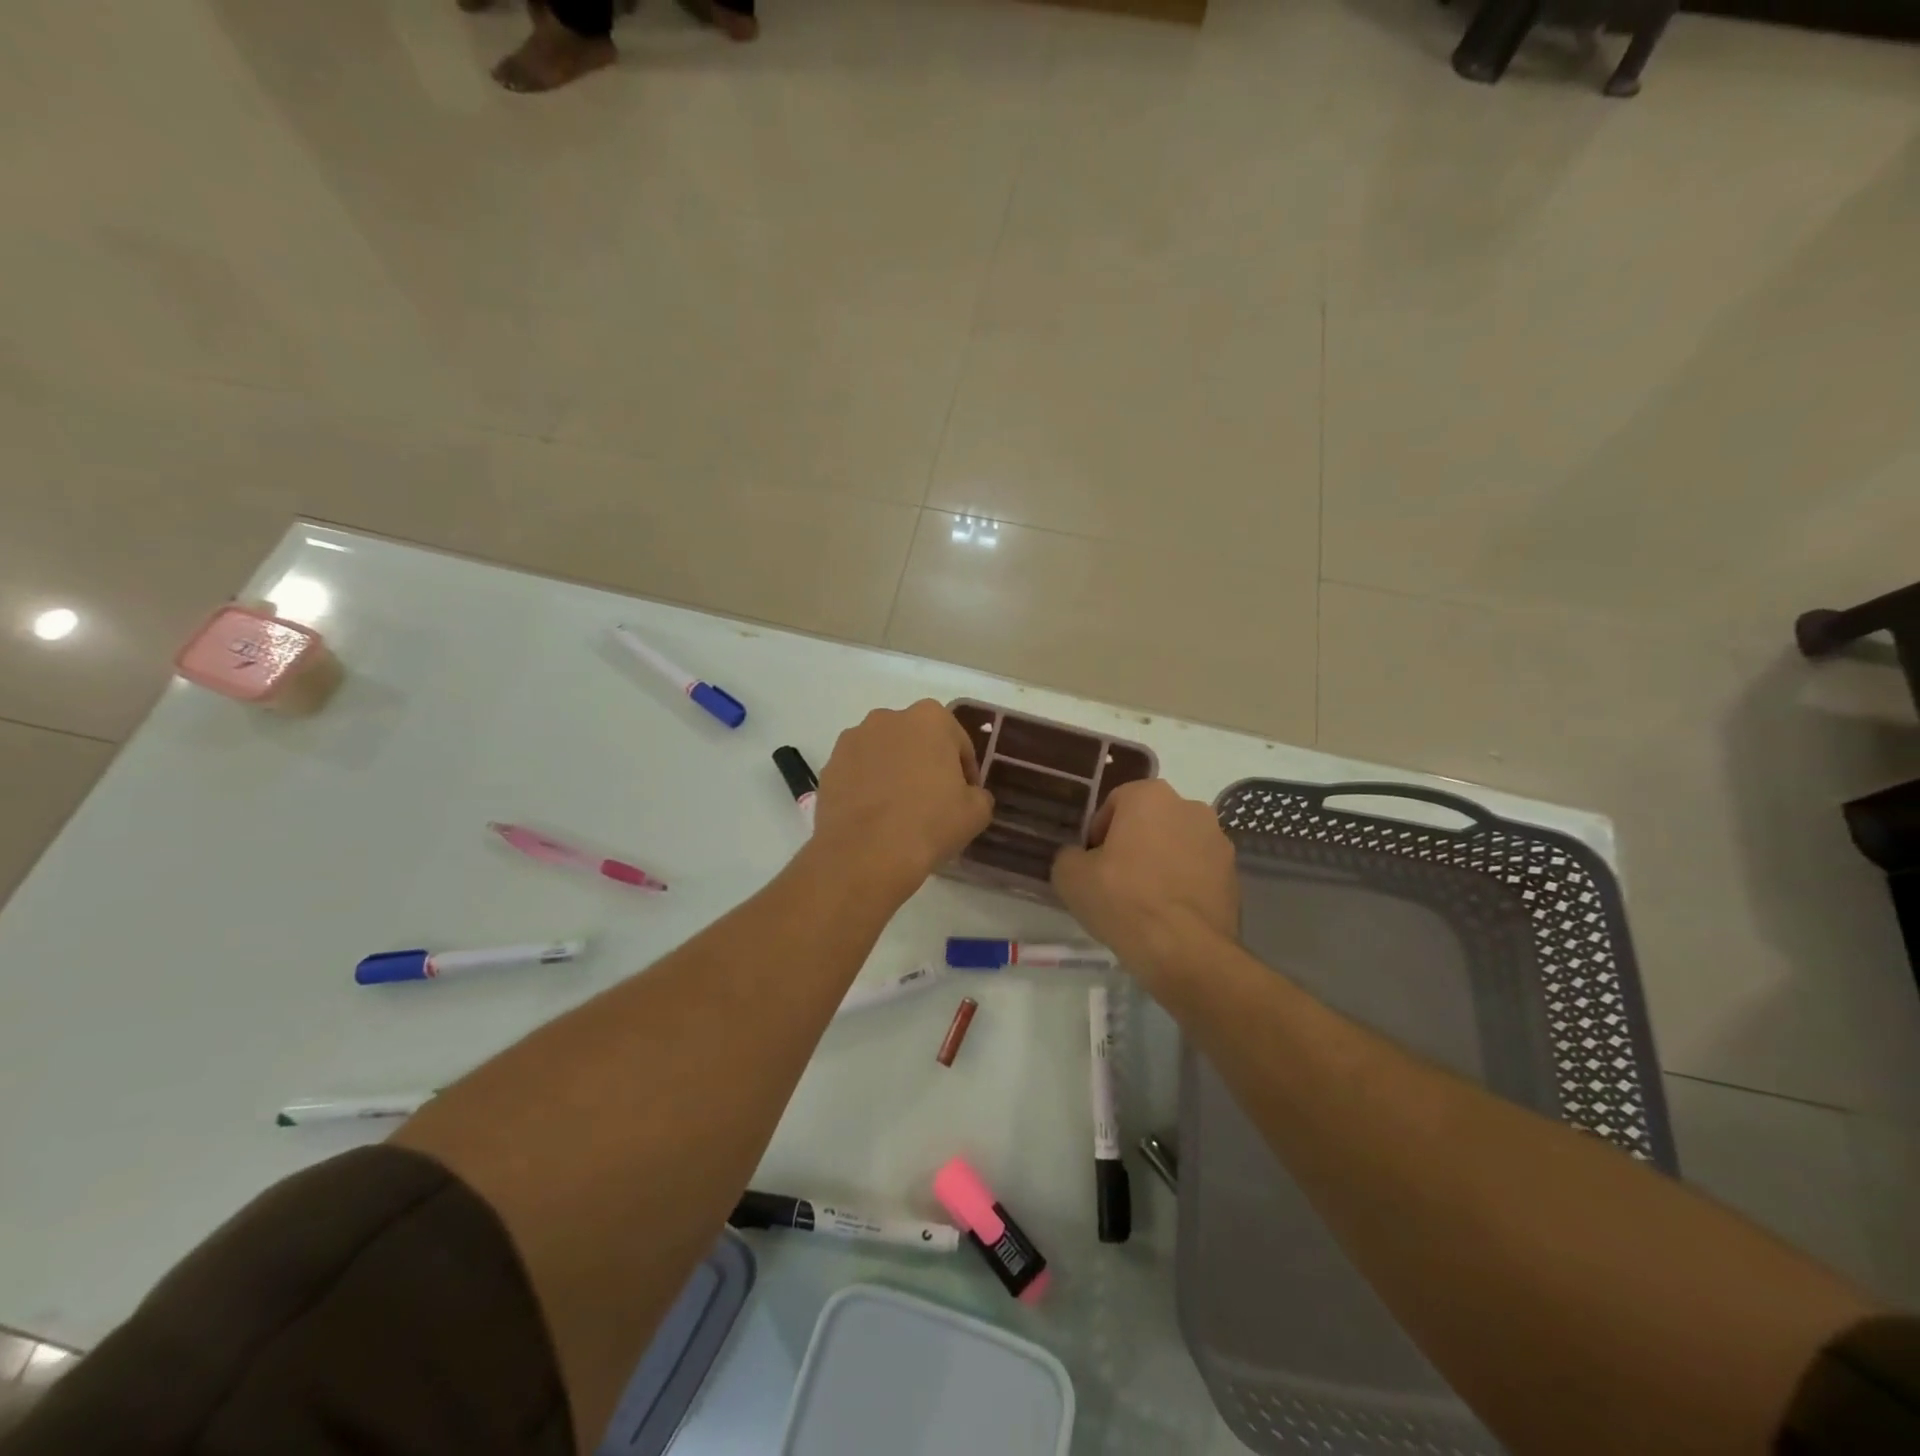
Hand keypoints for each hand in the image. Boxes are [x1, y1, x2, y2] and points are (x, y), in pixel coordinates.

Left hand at [812, 700, 994, 902]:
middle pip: (918, 741)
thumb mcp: (976, 812)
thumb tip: (968, 795)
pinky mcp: (829, 766)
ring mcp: (853, 740)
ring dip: (895, 773)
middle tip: (934, 801)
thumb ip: (978, 794)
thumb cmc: (930, 824)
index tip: (966, 797)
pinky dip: (868, 787)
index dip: (966, 771)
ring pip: (885, 754)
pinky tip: (875, 817)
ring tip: (900, 811)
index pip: (958, 743)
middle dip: (926, 764)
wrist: (866, 854)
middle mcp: (888, 718)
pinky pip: (858, 773)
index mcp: (930, 718)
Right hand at [1052, 779, 1237, 987]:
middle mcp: (1191, 807)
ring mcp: (1219, 841)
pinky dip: (1182, 884)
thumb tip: (1080, 858)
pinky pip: (1197, 872)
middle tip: (1113, 880)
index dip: (1098, 832)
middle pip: (1150, 821)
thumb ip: (1069, 856)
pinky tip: (1167, 914)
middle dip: (1132, 843)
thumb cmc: (1123, 899)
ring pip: (1176, 845)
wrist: (1184, 950)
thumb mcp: (1070, 876)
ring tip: (1143, 900)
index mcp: (1151, 796)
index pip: (1115, 802)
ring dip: (1160, 863)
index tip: (1091, 862)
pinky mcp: (1234, 875)